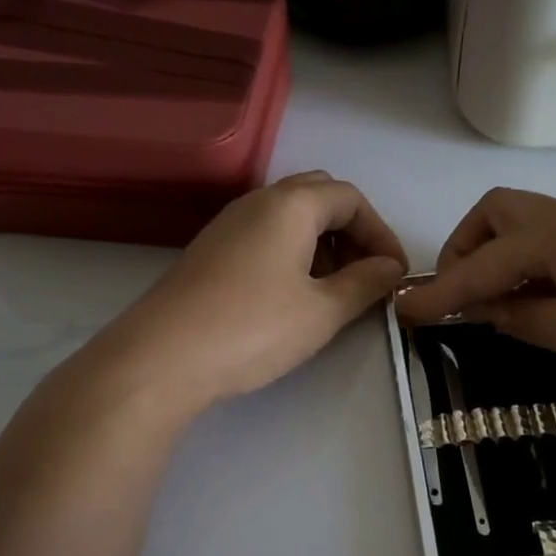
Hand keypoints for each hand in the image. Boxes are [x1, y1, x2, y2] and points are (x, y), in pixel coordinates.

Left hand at [97, 172, 407, 412]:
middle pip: (318, 198)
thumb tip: (389, 268)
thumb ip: (364, 284)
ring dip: (321, 244)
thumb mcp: (322, 311)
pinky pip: (264, 237)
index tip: (394, 273)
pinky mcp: (210, 252)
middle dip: (351, 232)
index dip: (380, 233)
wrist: (161, 358)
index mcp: (290, 204)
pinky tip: (292, 297)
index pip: (350, 198)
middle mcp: (257, 202)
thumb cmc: (252, 328)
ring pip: (289, 218)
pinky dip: (291, 255)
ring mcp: (228, 225)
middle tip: (365, 275)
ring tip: (333, 291)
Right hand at [393, 188, 555, 397]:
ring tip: (502, 307)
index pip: (482, 262)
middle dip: (467, 250)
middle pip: (501, 213)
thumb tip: (490, 308)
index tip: (402, 311)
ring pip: (533, 224)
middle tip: (462, 299)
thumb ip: (528, 319)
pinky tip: (550, 300)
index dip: (440, 291)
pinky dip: (536, 263)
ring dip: (502, 256)